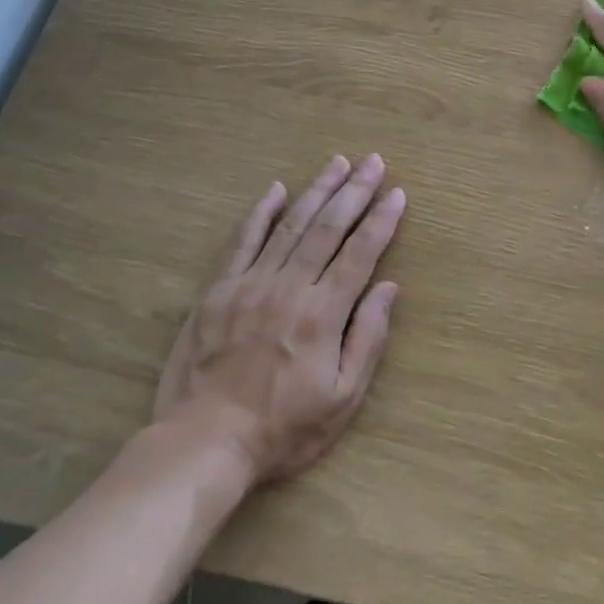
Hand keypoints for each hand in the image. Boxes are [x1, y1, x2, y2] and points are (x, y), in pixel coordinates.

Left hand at [156, 155, 403, 483]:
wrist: (206, 442)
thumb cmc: (284, 428)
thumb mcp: (343, 397)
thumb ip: (368, 338)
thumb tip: (389, 287)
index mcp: (323, 314)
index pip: (360, 254)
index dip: (381, 220)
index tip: (397, 193)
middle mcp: (289, 288)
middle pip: (328, 228)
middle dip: (354, 191)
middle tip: (373, 161)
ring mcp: (251, 284)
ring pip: (290, 225)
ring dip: (317, 190)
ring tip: (338, 162)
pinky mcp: (219, 290)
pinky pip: (242, 241)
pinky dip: (261, 213)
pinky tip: (276, 189)